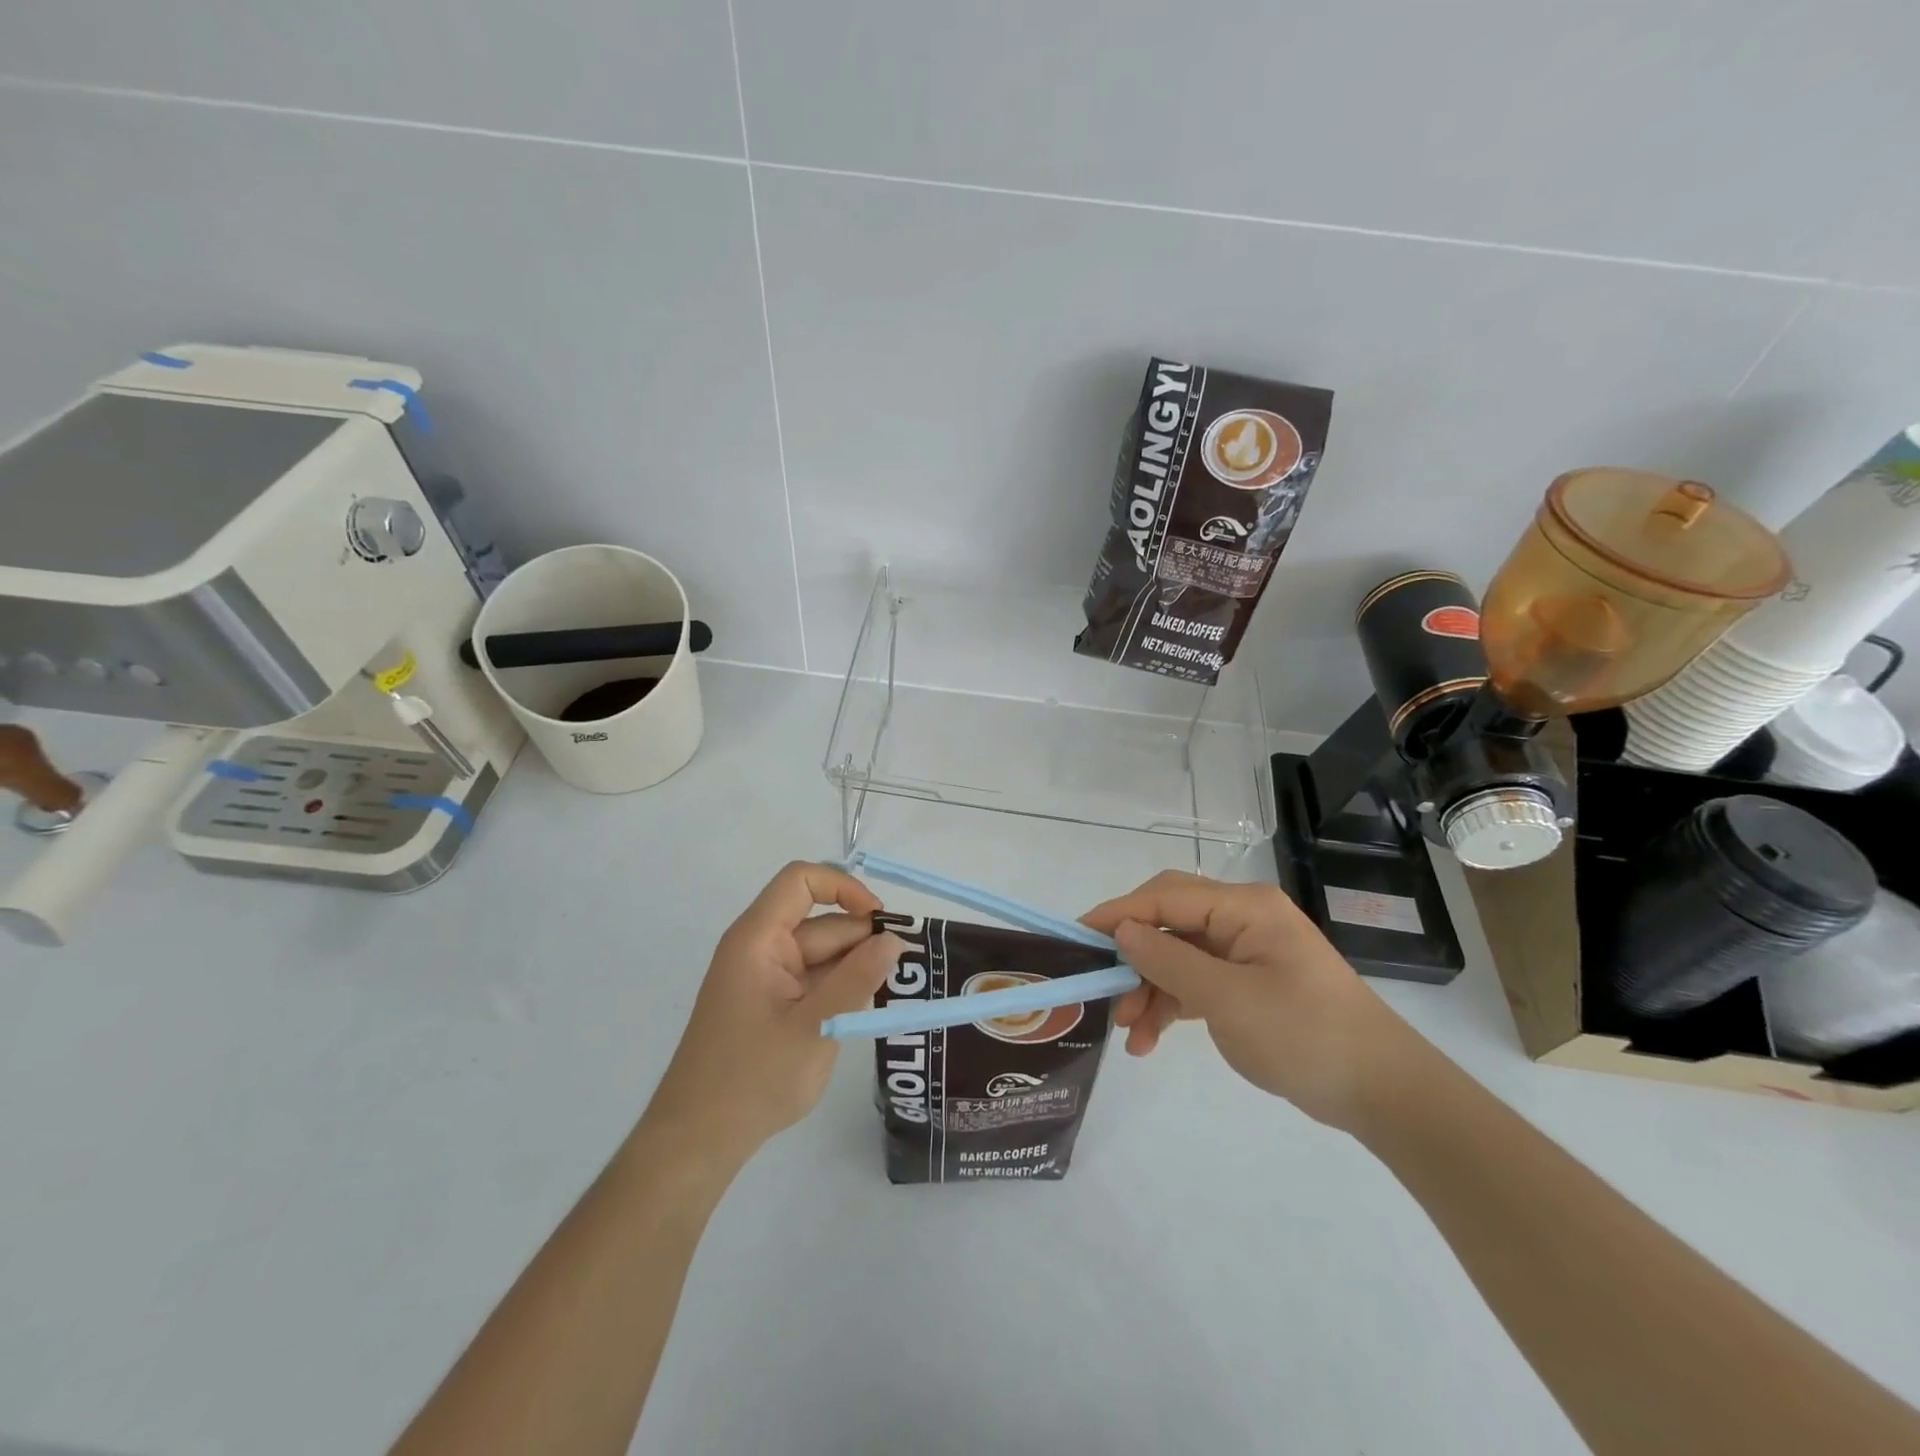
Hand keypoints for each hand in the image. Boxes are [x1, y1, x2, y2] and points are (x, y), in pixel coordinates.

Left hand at [644, 862, 902, 1162]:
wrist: (697, 1141)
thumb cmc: (751, 1079)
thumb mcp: (815, 1028)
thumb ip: (857, 980)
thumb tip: (893, 940)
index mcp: (758, 939)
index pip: (801, 880)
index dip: (844, 887)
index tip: (879, 920)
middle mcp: (761, 949)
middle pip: (821, 923)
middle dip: (861, 942)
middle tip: (904, 973)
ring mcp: (765, 978)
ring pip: (823, 954)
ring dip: (854, 971)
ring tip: (886, 999)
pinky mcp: (771, 1004)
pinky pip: (813, 981)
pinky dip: (838, 991)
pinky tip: (859, 1015)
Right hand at [1081, 871, 1418, 1131]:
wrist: (1382, 1092)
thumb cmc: (1305, 1034)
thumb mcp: (1228, 999)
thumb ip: (1169, 961)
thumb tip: (1122, 932)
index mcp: (1244, 906)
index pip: (1165, 896)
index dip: (1119, 913)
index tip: (1077, 937)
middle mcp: (1242, 918)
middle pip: (1169, 922)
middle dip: (1133, 955)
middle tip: (1100, 986)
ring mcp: (1245, 951)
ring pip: (1178, 956)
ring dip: (1149, 989)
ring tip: (1129, 1033)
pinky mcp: (1248, 983)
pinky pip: (1196, 982)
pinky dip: (1171, 1005)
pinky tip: (1150, 1040)